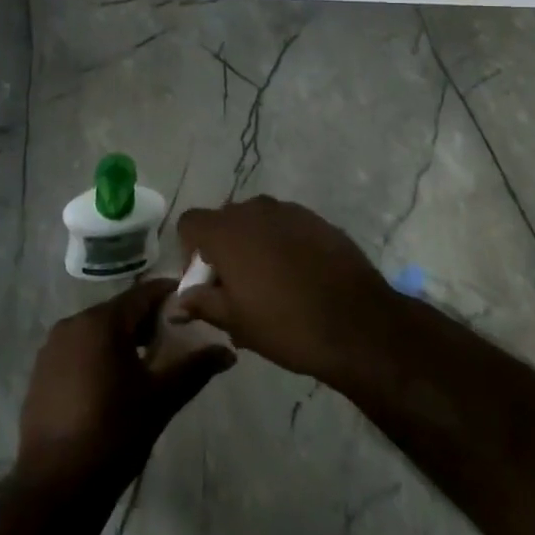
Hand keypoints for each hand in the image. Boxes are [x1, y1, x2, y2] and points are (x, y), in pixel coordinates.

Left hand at [17, 280, 233, 487]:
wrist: (55, 487)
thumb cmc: (113, 434)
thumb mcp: (161, 399)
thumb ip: (195, 369)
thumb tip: (228, 352)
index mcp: (102, 321)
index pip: (144, 293)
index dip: (171, 297)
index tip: (194, 307)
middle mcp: (73, 323)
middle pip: (120, 310)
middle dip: (148, 322)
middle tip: (175, 342)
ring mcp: (52, 347)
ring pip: (98, 330)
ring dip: (124, 340)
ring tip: (148, 365)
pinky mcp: (41, 371)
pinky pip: (79, 349)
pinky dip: (100, 355)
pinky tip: (114, 384)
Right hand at [174, 196, 400, 386]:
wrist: (357, 322)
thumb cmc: (285, 324)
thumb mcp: (235, 321)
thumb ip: (201, 303)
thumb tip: (176, 303)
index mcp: (226, 231)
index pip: (190, 223)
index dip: (190, 252)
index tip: (206, 283)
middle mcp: (254, 210)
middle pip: (224, 221)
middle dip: (223, 249)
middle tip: (236, 289)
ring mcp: (289, 210)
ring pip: (257, 223)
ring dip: (254, 246)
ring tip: (270, 286)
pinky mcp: (317, 219)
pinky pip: (286, 226)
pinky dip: (283, 245)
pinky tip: (299, 278)